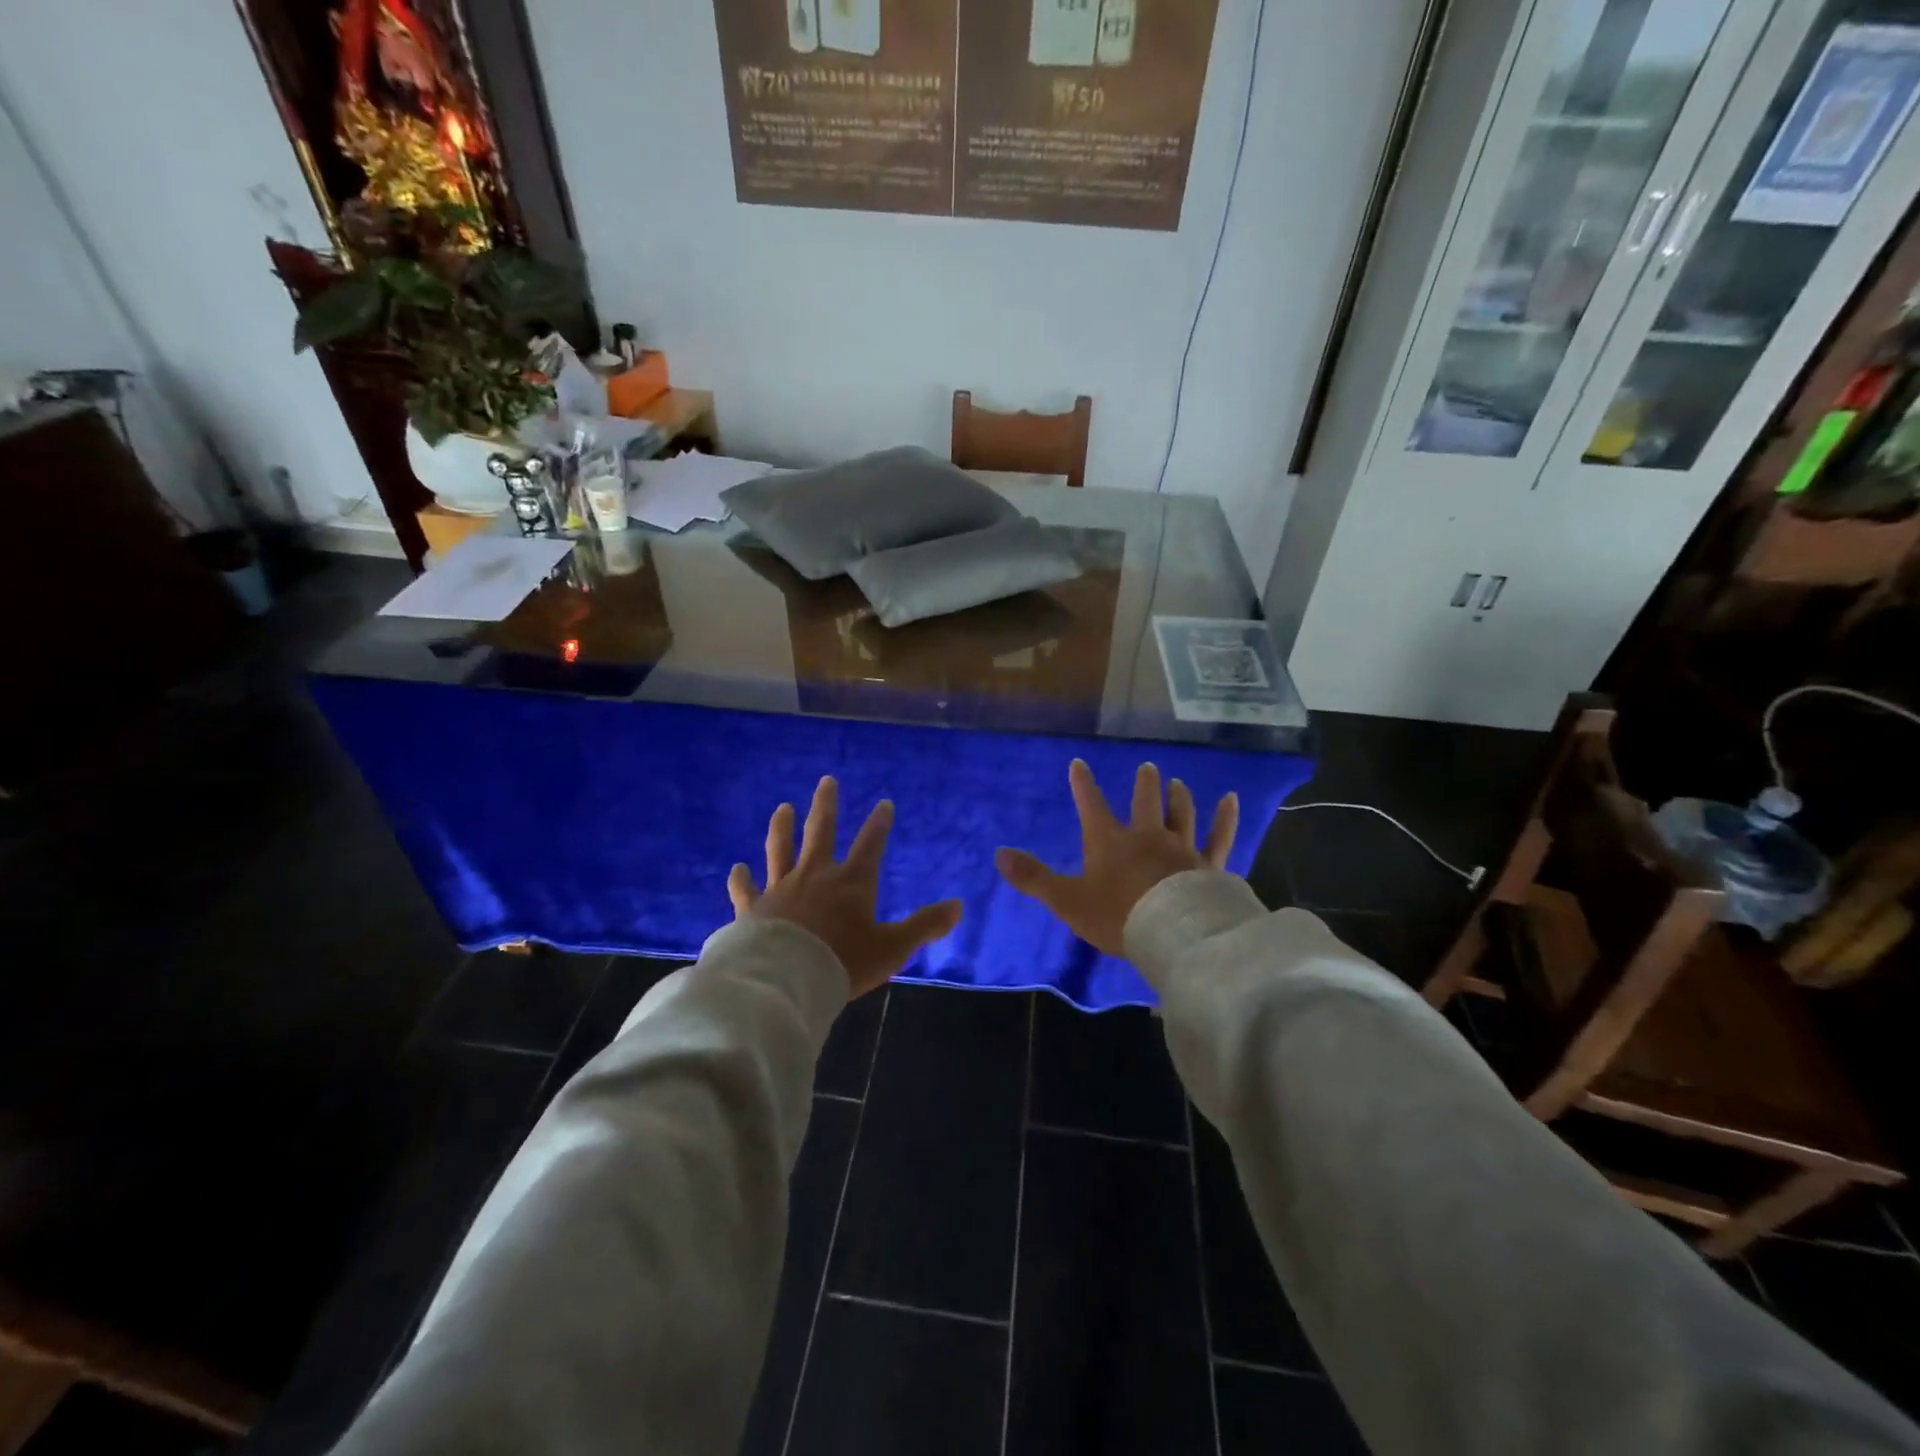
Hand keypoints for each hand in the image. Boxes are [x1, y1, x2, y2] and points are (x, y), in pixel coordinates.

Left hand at [729, 777, 962, 998]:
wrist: (786, 980)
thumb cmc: (843, 962)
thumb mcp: (893, 948)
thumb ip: (925, 926)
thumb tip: (959, 906)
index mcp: (852, 883)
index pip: (870, 845)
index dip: (879, 824)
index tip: (884, 803)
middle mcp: (816, 876)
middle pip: (821, 832)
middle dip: (826, 806)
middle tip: (826, 781)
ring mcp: (781, 889)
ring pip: (781, 849)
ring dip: (783, 827)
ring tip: (783, 808)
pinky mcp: (753, 909)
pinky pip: (746, 890)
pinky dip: (741, 879)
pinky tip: (737, 868)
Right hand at [995, 760, 1238, 956]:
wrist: (1172, 934)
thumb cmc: (1117, 915)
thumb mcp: (1067, 900)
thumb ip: (1034, 878)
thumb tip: (999, 855)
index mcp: (1110, 841)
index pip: (1092, 805)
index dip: (1083, 784)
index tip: (1079, 764)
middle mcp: (1147, 836)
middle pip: (1146, 802)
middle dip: (1145, 784)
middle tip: (1148, 768)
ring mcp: (1182, 848)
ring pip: (1181, 814)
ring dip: (1179, 797)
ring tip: (1178, 783)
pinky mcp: (1209, 865)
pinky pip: (1219, 836)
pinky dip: (1225, 817)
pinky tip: (1230, 799)